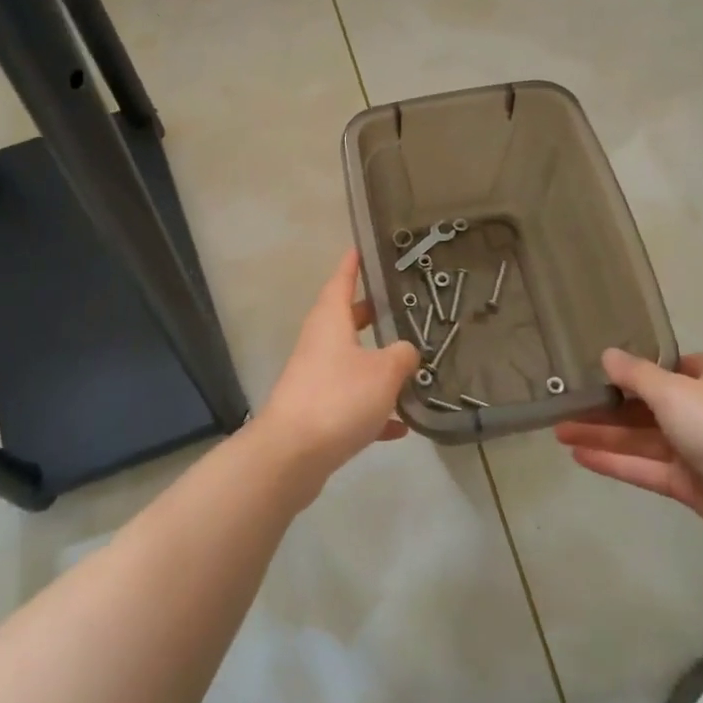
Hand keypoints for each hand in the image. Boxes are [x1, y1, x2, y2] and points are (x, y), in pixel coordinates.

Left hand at [252, 248, 420, 498]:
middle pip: (345, 320)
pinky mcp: (317, 413)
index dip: (353, 264)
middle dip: (370, 313)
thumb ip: (402, 355)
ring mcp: (315, 379)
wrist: (292, 455)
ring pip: (350, 362)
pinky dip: (374, 409)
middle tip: (399, 305)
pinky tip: (402, 426)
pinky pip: (351, 402)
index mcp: (330, 322)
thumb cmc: (338, 398)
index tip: (362, 247)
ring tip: (410, 366)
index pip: (341, 280)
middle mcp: (319, 344)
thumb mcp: (383, 371)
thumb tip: (406, 350)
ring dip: (376, 364)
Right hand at [554, 349, 702, 562]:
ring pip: (644, 438)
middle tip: (565, 404)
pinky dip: (616, 461)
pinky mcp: (694, 485)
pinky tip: (579, 457)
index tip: (596, 370)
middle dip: (607, 406)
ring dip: (603, 434)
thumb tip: (607, 354)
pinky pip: (648, 467)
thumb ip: (636, 375)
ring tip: (558, 431)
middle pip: (649, 404)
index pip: (670, 366)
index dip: (634, 368)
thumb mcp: (674, 392)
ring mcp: (702, 449)